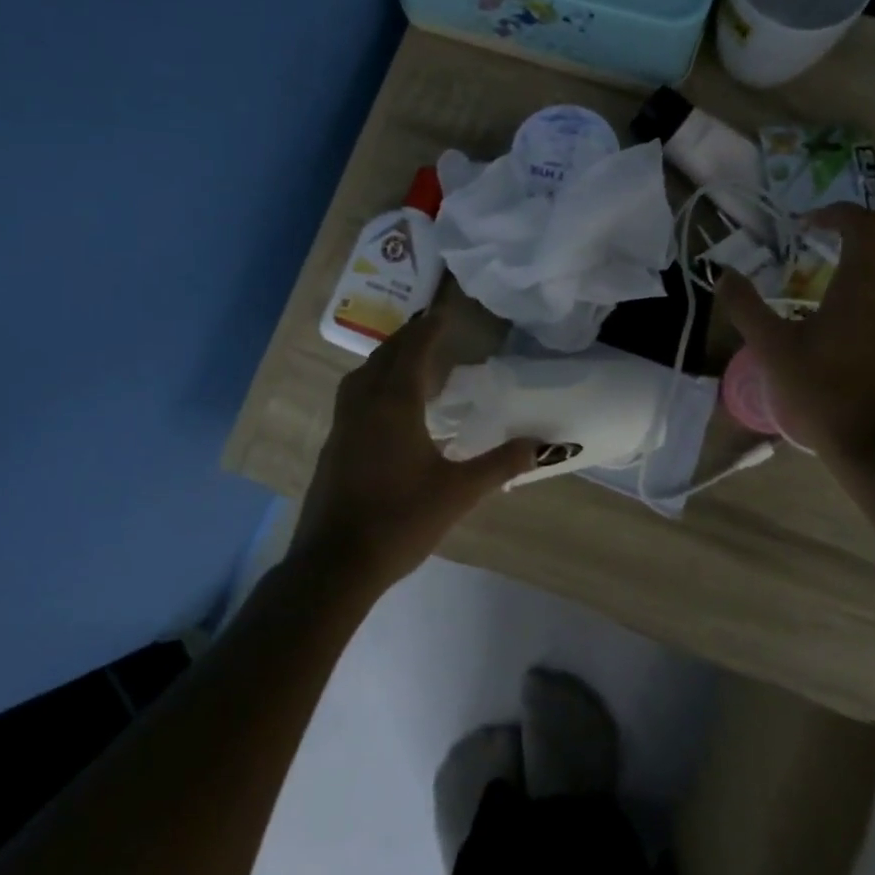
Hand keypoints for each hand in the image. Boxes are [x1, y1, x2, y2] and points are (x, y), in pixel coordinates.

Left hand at [291, 309, 538, 595]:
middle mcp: (364, 404)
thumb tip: (541, 445)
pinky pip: (354, 396)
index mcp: (394, 404)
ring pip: (363, 374)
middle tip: (431, 329)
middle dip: (408, 338)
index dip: (429, 329)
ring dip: (386, 358)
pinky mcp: (333, 445)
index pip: (413, 351)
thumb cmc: (400, 521)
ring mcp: (343, 424)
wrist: (335, 563)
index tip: (444, 312)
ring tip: (409, 361)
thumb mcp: (458, 492)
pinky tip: (387, 405)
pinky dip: (373, 382)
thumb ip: (499, 464)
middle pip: (385, 356)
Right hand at [717, 203, 874, 465]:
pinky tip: (873, 322)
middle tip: (836, 243)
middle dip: (868, 232)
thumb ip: (746, 308)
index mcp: (864, 287)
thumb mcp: (772, 351)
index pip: (863, 226)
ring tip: (855, 280)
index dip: (837, 214)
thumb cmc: (824, 395)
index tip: (808, 224)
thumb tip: (724, 274)